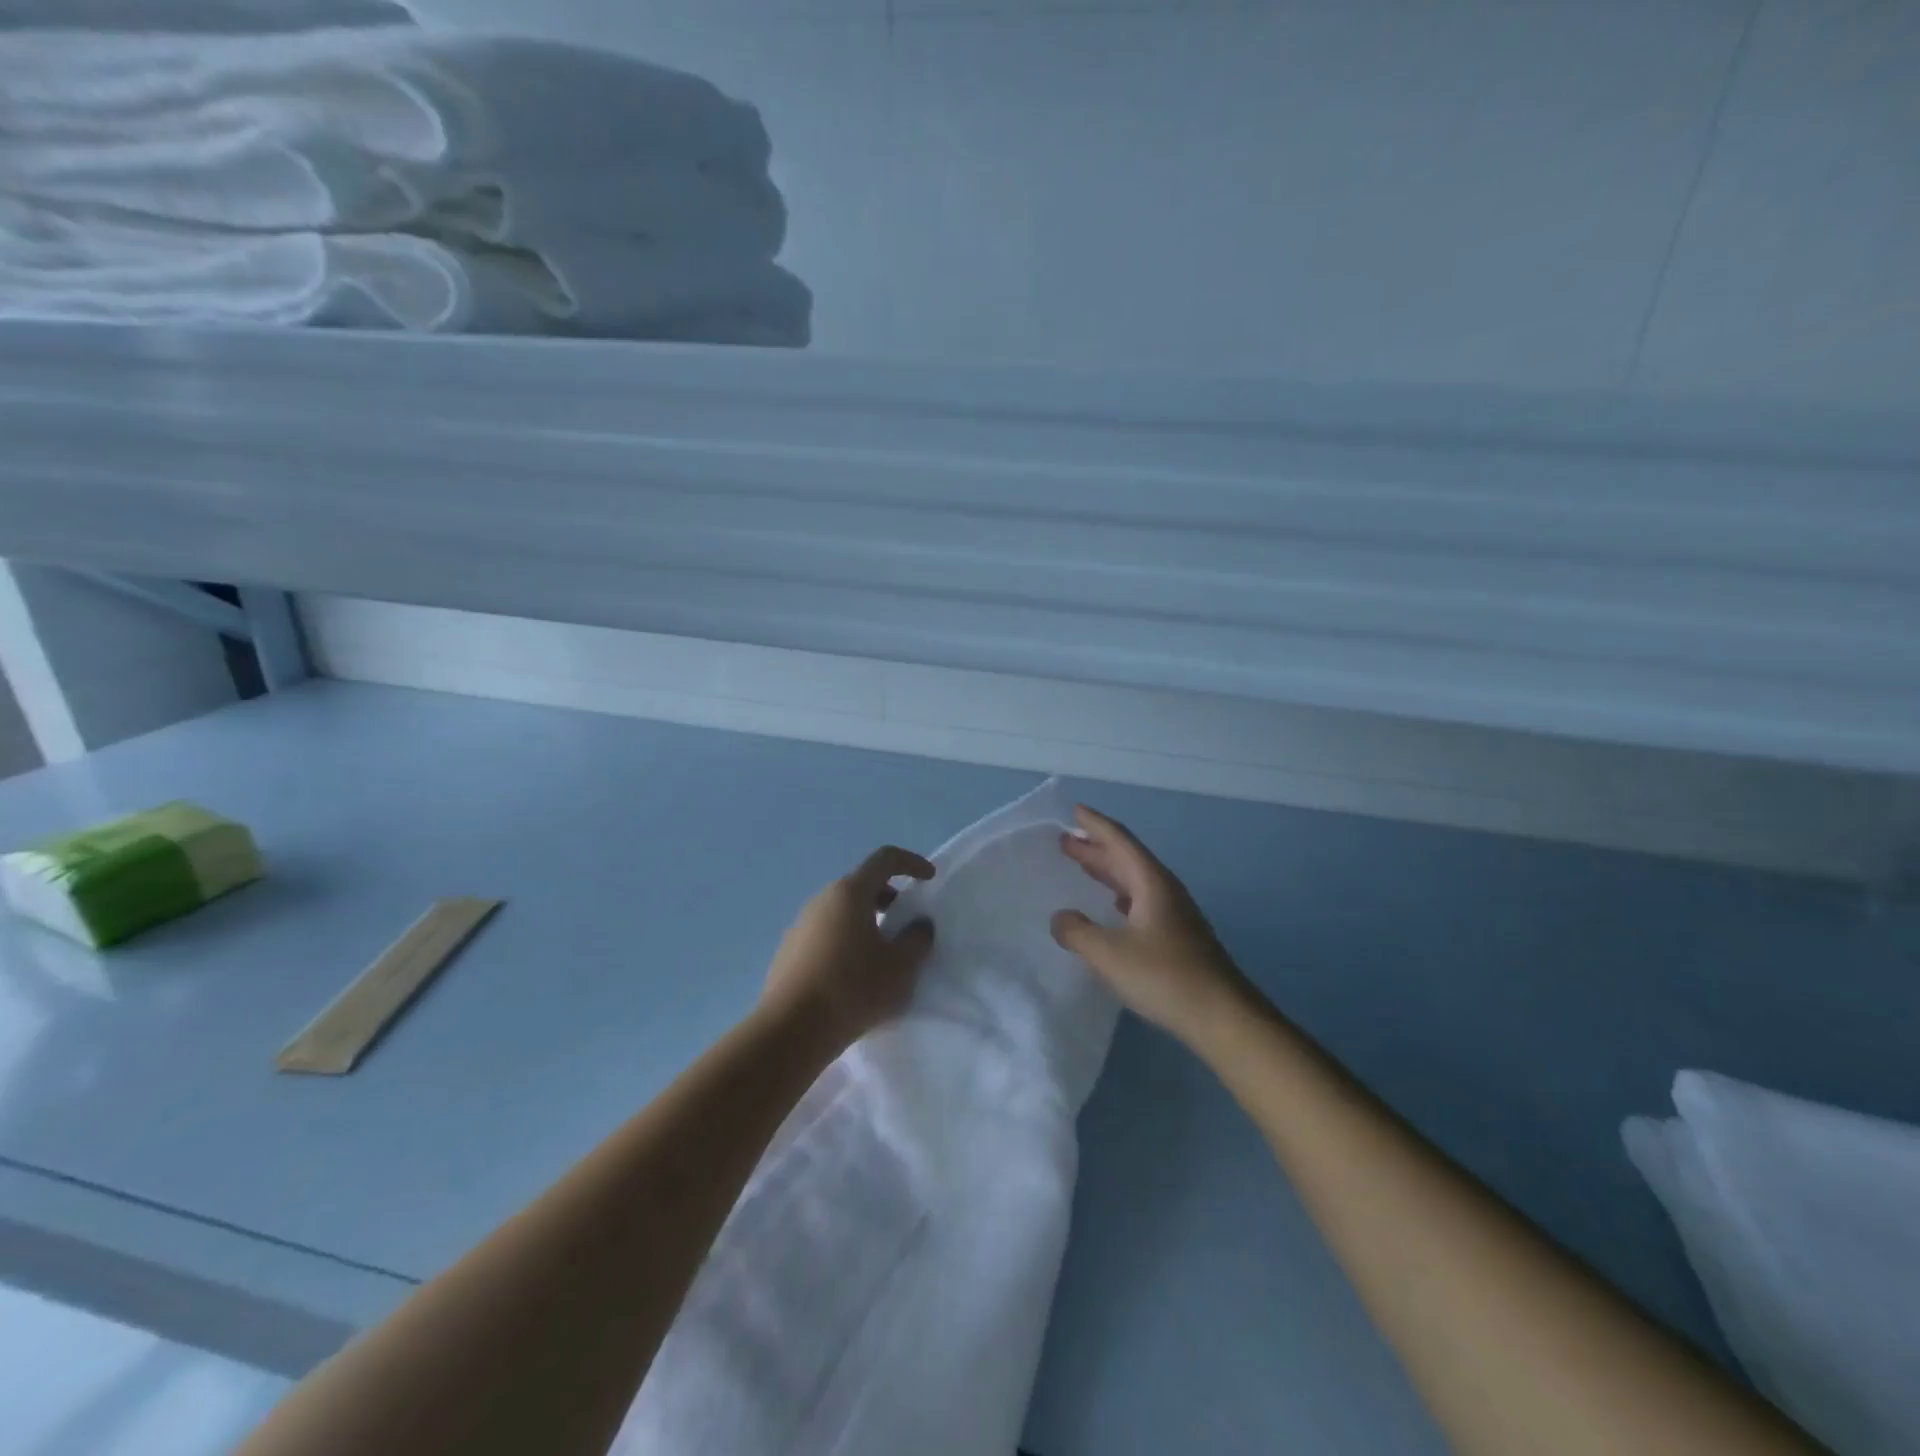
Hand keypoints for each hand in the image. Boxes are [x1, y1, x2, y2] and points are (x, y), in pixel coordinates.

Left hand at [760, 847, 935, 1049]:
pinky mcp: (788, 952)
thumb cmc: (853, 989)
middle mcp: (822, 900)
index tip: (929, 880)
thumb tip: (918, 925)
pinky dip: (845, 941)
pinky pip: (825, 934)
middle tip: (905, 923)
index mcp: (850, 893)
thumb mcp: (901, 967)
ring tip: (882, 954)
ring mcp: (800, 925)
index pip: (884, 859)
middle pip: (861, 885)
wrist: (790, 1031)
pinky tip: (853, 976)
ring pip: (841, 911)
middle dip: (889, 897)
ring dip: (865, 921)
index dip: (911, 863)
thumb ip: (917, 939)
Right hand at [1051, 805, 1248, 1046]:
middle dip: (1096, 848)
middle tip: (1065, 841)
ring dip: (1107, 871)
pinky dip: (1120, 895)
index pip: (1120, 841)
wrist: (1223, 1017)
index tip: (1074, 810)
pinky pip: (1141, 901)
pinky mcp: (1178, 936)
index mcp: (1151, 882)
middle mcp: (1165, 890)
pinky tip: (1113, 906)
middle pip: (1127, 858)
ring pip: (1134, 881)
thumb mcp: (1109, 953)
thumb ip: (1077, 932)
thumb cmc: (1164, 977)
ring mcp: (1175, 914)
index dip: (1095, 825)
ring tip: (1082, 866)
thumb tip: (1060, 918)